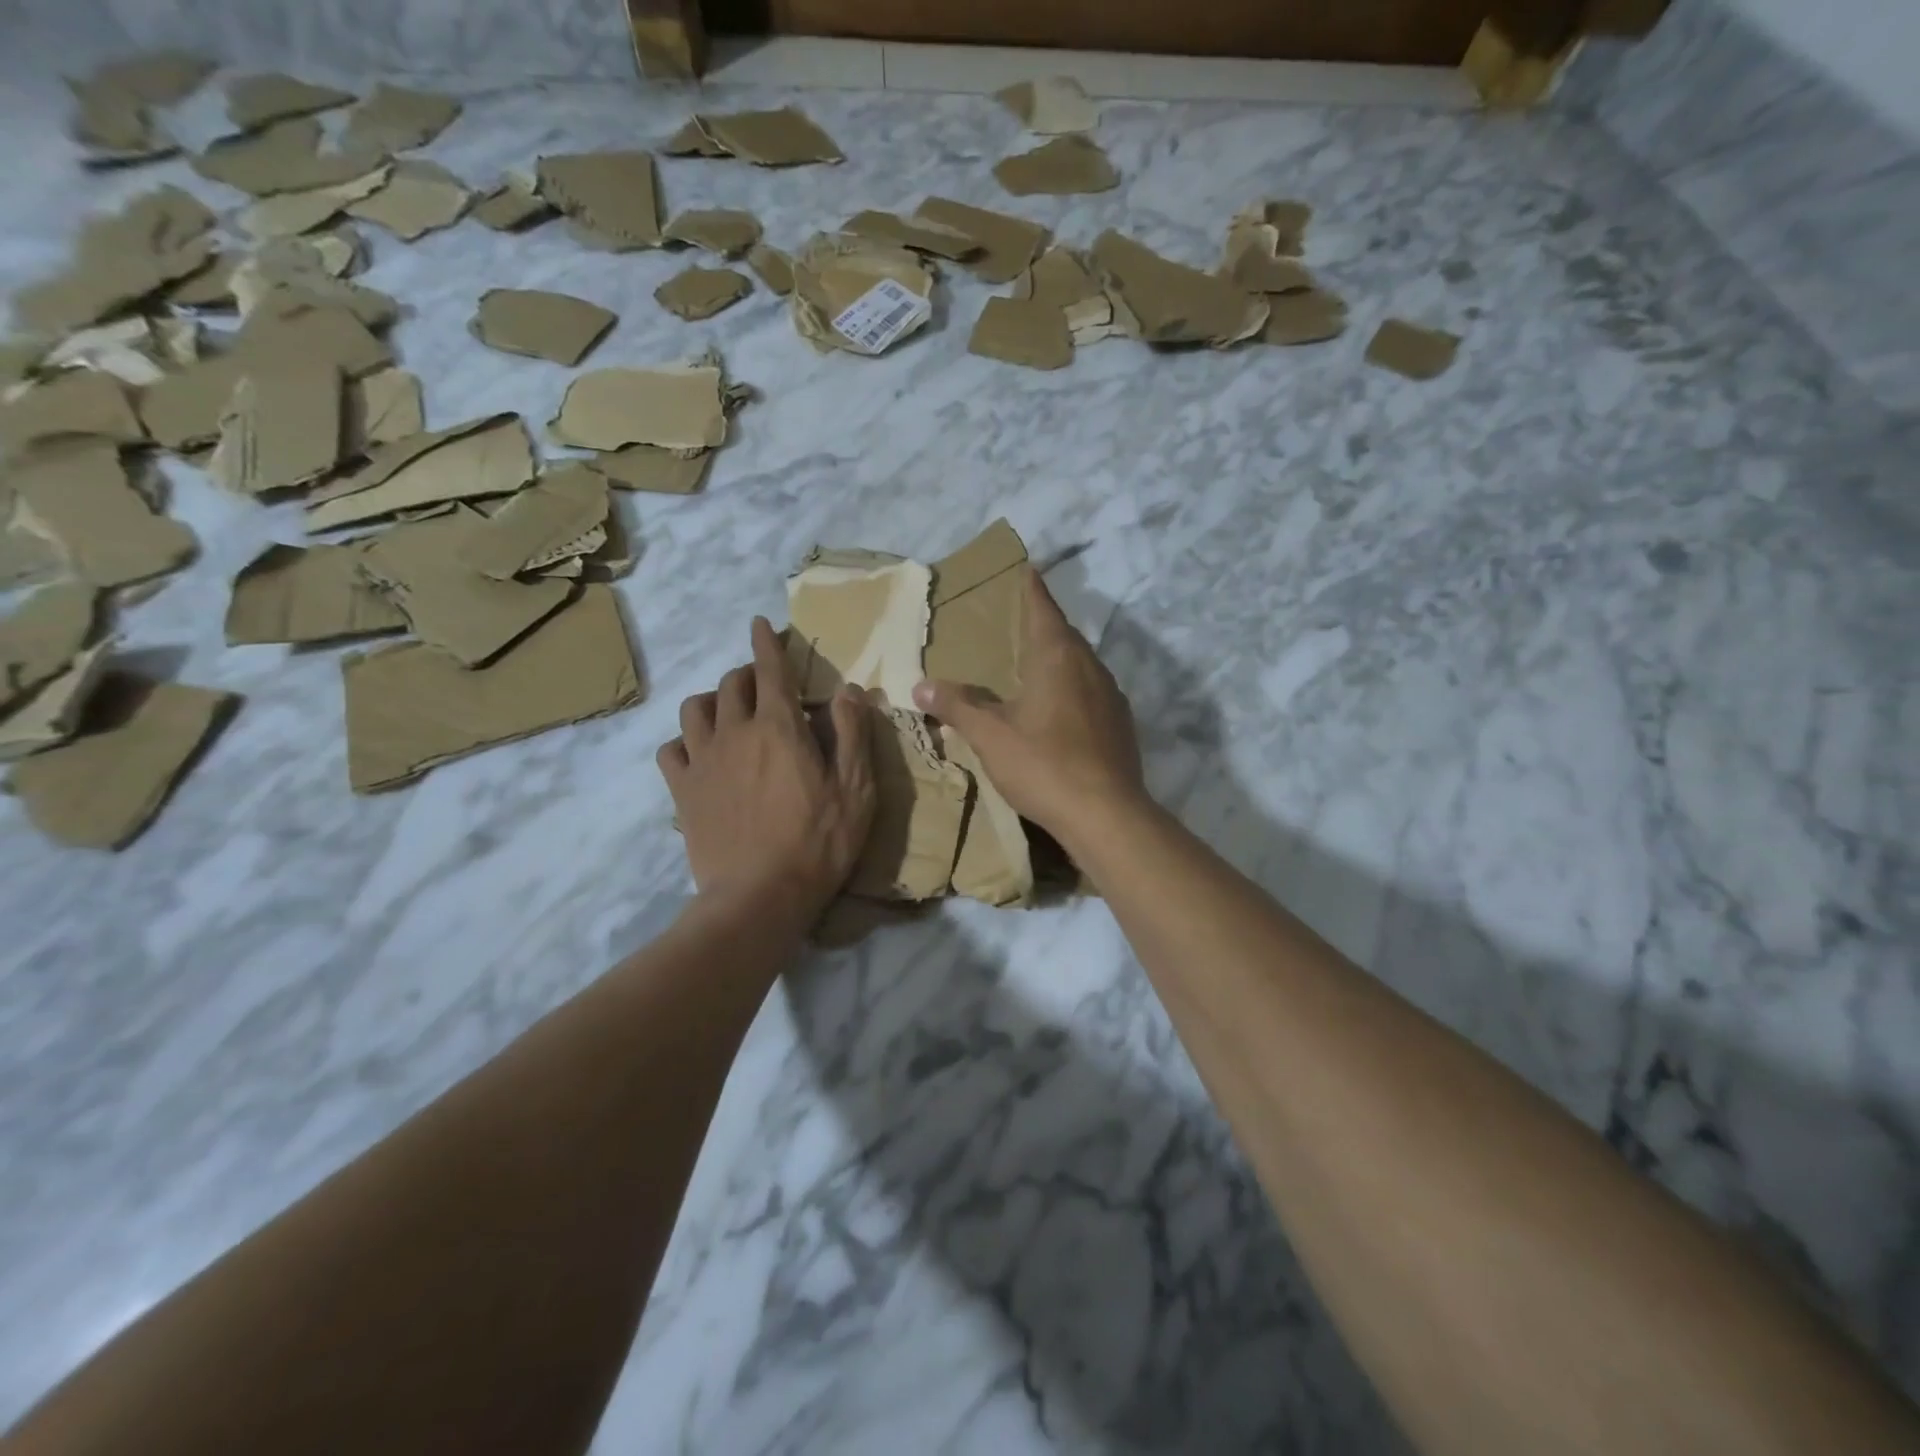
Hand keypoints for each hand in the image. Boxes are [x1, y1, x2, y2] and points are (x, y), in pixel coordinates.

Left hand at [659, 618, 875, 923]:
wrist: (758, 897)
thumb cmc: (818, 843)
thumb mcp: (856, 790)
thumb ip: (852, 734)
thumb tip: (847, 689)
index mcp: (780, 728)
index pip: (771, 670)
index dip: (767, 643)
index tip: (760, 623)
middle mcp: (735, 732)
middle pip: (732, 684)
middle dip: (748, 674)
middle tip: (764, 685)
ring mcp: (703, 761)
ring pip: (695, 708)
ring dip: (712, 699)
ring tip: (727, 711)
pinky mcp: (682, 790)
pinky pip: (671, 748)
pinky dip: (684, 740)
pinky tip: (698, 751)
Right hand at [913, 568, 1145, 848]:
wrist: (1106, 815)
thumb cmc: (1044, 764)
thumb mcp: (990, 736)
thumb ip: (956, 706)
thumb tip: (920, 686)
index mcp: (1058, 656)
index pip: (1042, 608)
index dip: (1031, 588)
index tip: (1026, 568)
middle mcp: (1090, 666)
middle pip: (1064, 634)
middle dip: (1041, 625)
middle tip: (1015, 623)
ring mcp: (1111, 695)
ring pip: (1080, 665)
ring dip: (1058, 659)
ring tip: (1033, 666)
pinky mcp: (1121, 724)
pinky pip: (1091, 693)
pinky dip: (1072, 689)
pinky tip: (1058, 711)